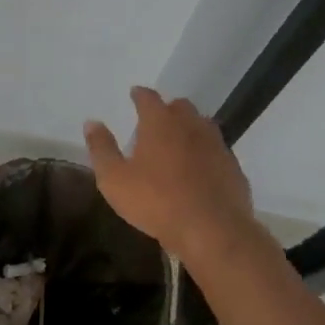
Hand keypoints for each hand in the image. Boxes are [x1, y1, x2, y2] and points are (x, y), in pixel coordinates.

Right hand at [84, 87, 259, 265]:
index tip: (134, 94)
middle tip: (157, 120)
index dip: (140, 95)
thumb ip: (102, 149)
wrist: (212, 230)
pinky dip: (206, 153)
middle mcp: (190, 126)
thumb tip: (91, 123)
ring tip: (179, 141)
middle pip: (180, 106)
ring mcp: (216, 145)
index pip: (148, 98)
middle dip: (168, 109)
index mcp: (160, 123)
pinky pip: (217, 151)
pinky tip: (201, 169)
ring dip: (190, 128)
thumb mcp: (114, 179)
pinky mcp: (233, 167)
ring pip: (203, 125)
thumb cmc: (156, 202)